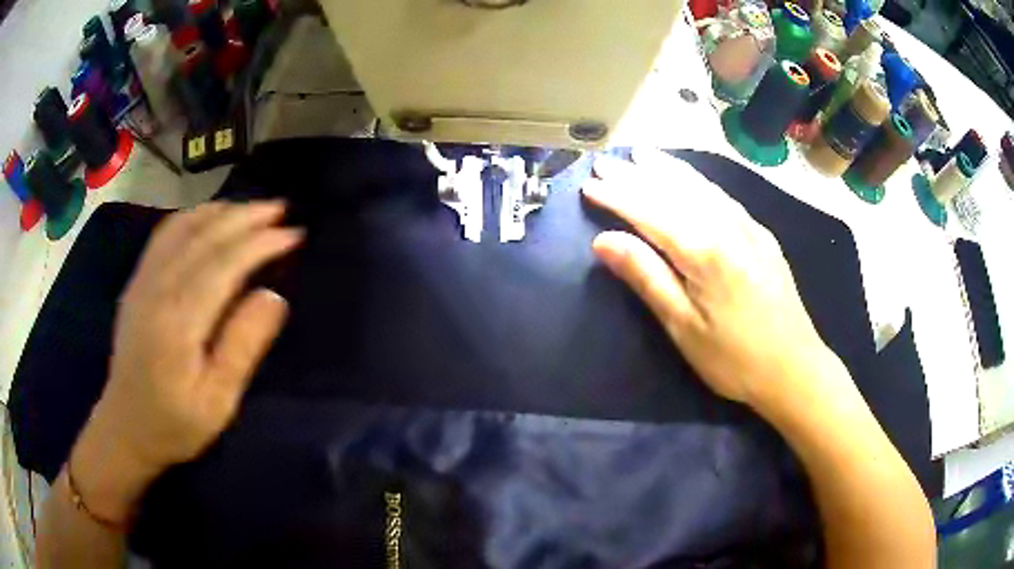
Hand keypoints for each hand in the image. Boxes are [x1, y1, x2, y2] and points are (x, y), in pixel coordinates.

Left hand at [71, 201, 301, 521]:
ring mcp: (143, 280)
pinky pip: (165, 234)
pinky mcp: (137, 282)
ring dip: (221, 210)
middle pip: (205, 235)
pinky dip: (192, 216)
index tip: (294, 234)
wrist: (125, 426)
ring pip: (184, 226)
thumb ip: (243, 347)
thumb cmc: (176, 423)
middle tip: (281, 209)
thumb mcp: (218, 402)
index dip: (261, 243)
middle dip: (246, 216)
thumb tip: (274, 296)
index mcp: (179, 320)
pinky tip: (208, 217)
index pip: (225, 263)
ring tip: (251, 209)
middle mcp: (158, 288)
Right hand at [584, 150, 840, 411]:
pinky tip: (689, 178)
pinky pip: (722, 196)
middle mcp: (727, 226)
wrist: (795, 369)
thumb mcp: (683, 327)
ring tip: (642, 156)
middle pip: (674, 191)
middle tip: (606, 164)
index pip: (649, 211)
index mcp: (703, 251)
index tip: (589, 185)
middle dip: (636, 176)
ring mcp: (749, 227)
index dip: (617, 196)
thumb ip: (646, 277)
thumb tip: (604, 240)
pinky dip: (698, 180)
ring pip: (701, 186)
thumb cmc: (734, 359)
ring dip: (668, 168)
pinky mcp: (762, 235)